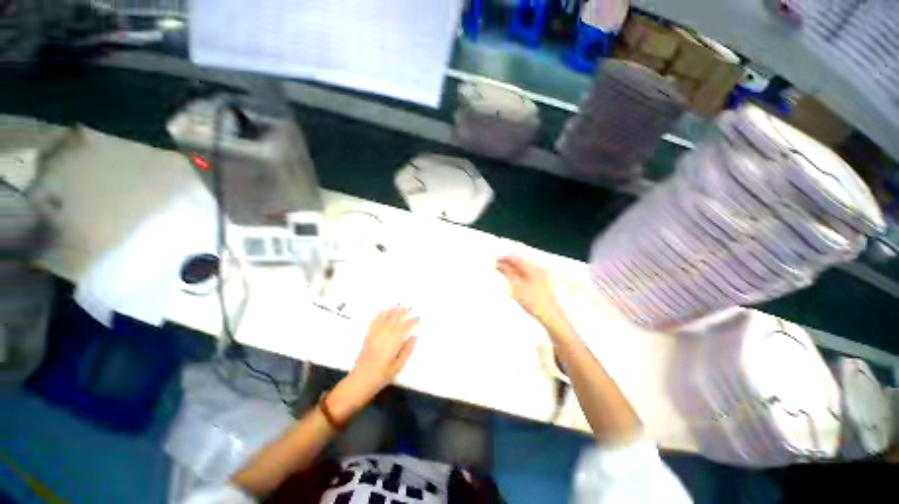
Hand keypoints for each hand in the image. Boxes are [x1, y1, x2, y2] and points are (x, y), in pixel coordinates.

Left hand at [347, 306, 418, 393]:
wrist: (359, 382)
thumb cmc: (381, 377)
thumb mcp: (397, 367)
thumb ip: (406, 351)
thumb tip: (414, 338)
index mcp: (391, 345)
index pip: (403, 328)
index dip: (411, 321)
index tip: (417, 318)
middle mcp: (382, 338)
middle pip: (393, 320)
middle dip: (401, 312)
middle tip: (409, 307)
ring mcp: (374, 336)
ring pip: (383, 319)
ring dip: (391, 311)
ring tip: (398, 305)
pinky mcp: (367, 337)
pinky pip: (374, 323)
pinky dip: (379, 315)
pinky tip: (383, 311)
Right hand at [497, 256, 566, 332]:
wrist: (550, 316)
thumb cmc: (534, 302)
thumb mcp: (516, 287)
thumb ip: (507, 273)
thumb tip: (500, 265)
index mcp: (532, 268)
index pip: (515, 258)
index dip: (504, 258)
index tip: (495, 260)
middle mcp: (537, 269)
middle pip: (519, 262)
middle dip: (507, 263)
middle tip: (496, 266)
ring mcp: (540, 276)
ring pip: (522, 268)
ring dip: (512, 269)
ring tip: (502, 273)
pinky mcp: (540, 283)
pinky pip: (526, 274)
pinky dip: (517, 275)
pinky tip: (512, 279)